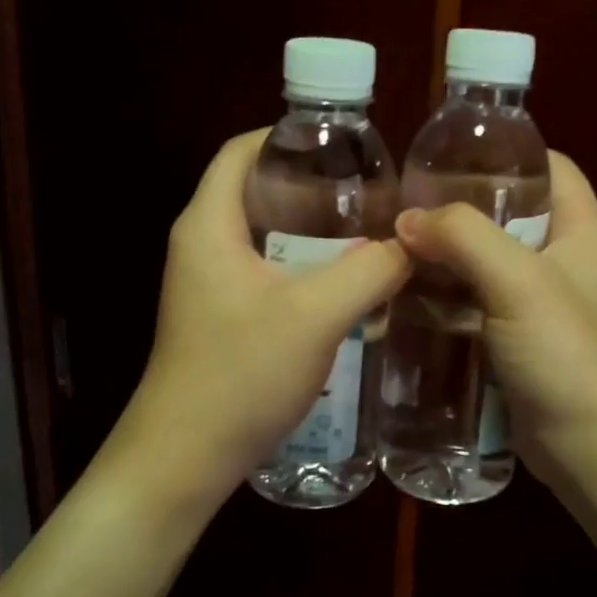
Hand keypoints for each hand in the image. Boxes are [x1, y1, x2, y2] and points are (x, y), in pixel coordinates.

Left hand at [103, 131, 409, 513]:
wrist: (184, 460)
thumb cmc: (239, 376)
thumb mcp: (316, 316)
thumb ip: (370, 272)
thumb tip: (412, 242)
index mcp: (208, 225)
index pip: (241, 151)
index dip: (288, 136)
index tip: (344, 144)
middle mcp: (201, 245)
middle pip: (257, 190)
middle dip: (313, 185)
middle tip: (371, 192)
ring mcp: (208, 284)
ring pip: (266, 236)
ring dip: (313, 232)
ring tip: (369, 233)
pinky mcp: (222, 317)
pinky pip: (267, 273)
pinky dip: (305, 268)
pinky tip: (347, 286)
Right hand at [392, 153, 596, 493]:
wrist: (590, 449)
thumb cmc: (567, 354)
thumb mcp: (519, 282)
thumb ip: (464, 238)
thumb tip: (406, 219)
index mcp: (581, 229)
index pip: (548, 165)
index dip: (503, 152)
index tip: (444, 154)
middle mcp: (562, 257)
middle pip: (507, 212)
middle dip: (456, 206)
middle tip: (401, 204)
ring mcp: (538, 300)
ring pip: (484, 259)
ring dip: (443, 254)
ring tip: (390, 245)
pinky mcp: (515, 336)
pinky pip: (475, 300)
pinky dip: (444, 294)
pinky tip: (403, 294)